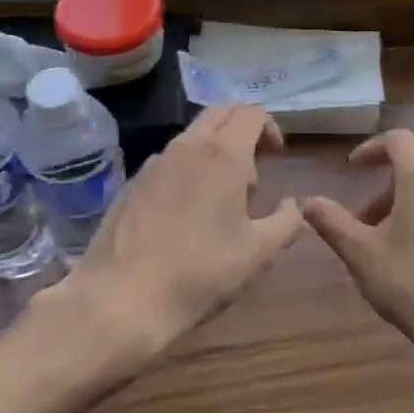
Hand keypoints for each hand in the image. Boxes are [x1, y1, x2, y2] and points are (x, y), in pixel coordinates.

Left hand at [59, 104, 304, 362]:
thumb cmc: (199, 272)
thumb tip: (294, 205)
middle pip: (220, 113)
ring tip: (220, 199)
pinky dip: (187, 170)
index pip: (251, 112)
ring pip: (192, 136)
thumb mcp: (258, 254)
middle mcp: (187, 146)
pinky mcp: (131, 183)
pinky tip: (185, 215)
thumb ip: (287, 222)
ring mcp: (154, 163)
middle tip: (252, 172)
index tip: (277, 157)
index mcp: (223, 154)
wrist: (119, 300)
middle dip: (242, 131)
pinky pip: (168, 161)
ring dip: (214, 151)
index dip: (270, 127)